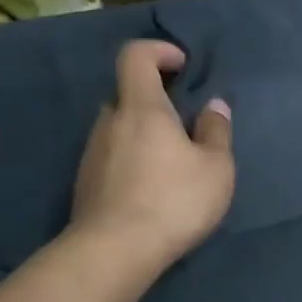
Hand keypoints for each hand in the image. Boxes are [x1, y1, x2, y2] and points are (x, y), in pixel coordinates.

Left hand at [69, 40, 234, 275]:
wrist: (115, 251)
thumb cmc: (174, 200)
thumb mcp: (216, 167)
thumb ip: (216, 131)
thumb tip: (214, 106)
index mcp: (142, 108)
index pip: (135, 56)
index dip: (158, 51)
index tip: (182, 65)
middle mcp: (110, 122)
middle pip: (127, 95)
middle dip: (155, 101)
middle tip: (184, 125)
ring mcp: (92, 153)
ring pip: (119, 128)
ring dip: (144, 134)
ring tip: (173, 164)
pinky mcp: (85, 183)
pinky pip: (112, 157)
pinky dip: (132, 160)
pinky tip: (152, 190)